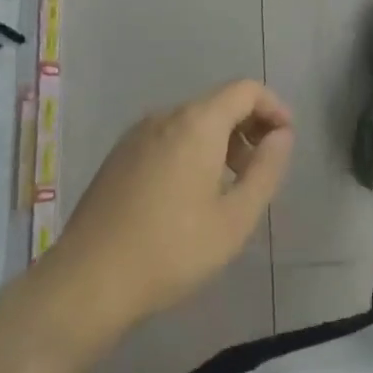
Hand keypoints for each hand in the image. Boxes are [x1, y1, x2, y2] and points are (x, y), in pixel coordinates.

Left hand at [40, 79, 292, 348]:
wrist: (87, 282)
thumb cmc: (171, 250)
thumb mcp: (235, 219)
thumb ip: (266, 170)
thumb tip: (282, 135)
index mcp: (198, 122)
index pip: (247, 90)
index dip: (274, 108)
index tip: (286, 140)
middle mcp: (167, 116)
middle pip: (219, 103)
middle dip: (249, 126)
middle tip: (262, 167)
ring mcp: (138, 134)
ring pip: (193, 121)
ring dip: (221, 140)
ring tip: (230, 185)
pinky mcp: (119, 156)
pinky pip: (168, 136)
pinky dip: (192, 149)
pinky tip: (190, 194)